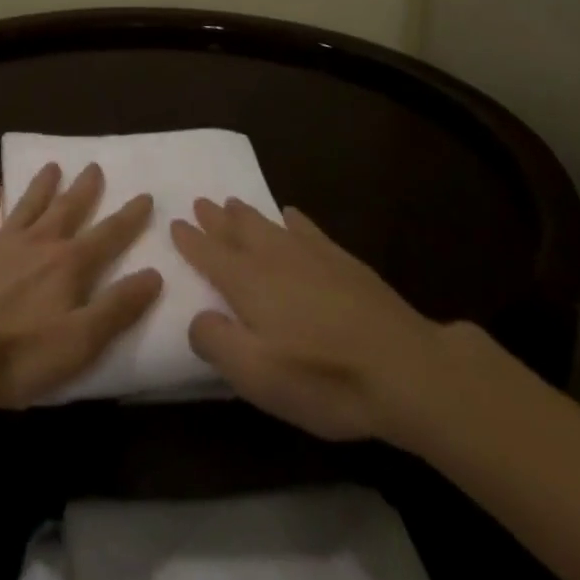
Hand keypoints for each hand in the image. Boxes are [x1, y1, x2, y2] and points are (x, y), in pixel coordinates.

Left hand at [0, 162, 162, 409]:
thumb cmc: (17, 352)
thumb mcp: (79, 341)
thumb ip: (117, 307)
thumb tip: (154, 274)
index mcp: (69, 265)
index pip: (108, 235)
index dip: (129, 218)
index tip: (145, 195)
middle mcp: (40, 242)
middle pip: (68, 209)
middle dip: (84, 189)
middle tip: (94, 167)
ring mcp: (1, 242)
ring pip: (28, 205)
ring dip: (42, 186)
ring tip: (52, 166)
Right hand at [170, 197, 448, 441]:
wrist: (403, 368)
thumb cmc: (323, 378)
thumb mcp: (257, 376)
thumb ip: (217, 342)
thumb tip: (198, 317)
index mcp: (248, 284)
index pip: (210, 255)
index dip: (191, 241)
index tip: (175, 223)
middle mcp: (274, 259)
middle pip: (238, 231)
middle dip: (216, 219)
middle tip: (201, 202)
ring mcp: (311, 255)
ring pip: (269, 225)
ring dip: (247, 214)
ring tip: (233, 202)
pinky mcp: (343, 262)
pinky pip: (307, 228)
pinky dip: (292, 219)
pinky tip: (291, 215)